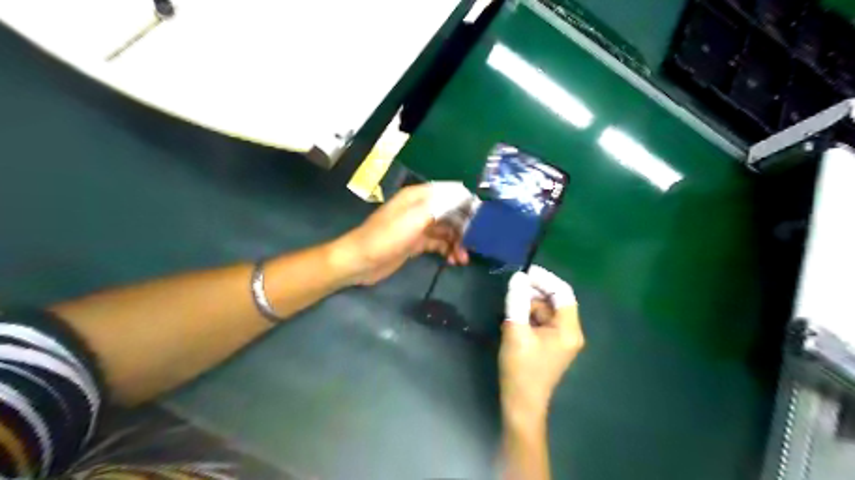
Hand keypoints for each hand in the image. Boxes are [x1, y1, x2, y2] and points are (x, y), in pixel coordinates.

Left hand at [338, 183, 478, 282]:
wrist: (359, 262)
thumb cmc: (385, 238)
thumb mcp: (413, 220)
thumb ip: (439, 206)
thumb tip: (464, 193)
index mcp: (419, 196)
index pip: (451, 193)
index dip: (468, 203)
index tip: (484, 218)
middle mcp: (420, 208)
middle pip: (451, 212)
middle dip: (464, 226)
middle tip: (476, 243)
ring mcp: (418, 226)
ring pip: (446, 230)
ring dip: (457, 241)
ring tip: (464, 258)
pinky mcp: (416, 243)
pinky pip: (438, 243)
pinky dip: (447, 250)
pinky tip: (454, 260)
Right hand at [499, 266, 585, 427]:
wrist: (520, 404)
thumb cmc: (520, 369)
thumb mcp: (516, 331)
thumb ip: (517, 302)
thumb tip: (517, 277)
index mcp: (568, 329)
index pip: (563, 293)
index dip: (545, 279)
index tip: (524, 272)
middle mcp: (570, 331)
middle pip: (555, 301)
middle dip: (534, 292)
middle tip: (512, 288)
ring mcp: (561, 339)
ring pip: (546, 310)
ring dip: (529, 304)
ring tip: (510, 308)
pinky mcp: (551, 344)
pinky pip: (542, 321)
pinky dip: (529, 316)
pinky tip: (514, 319)